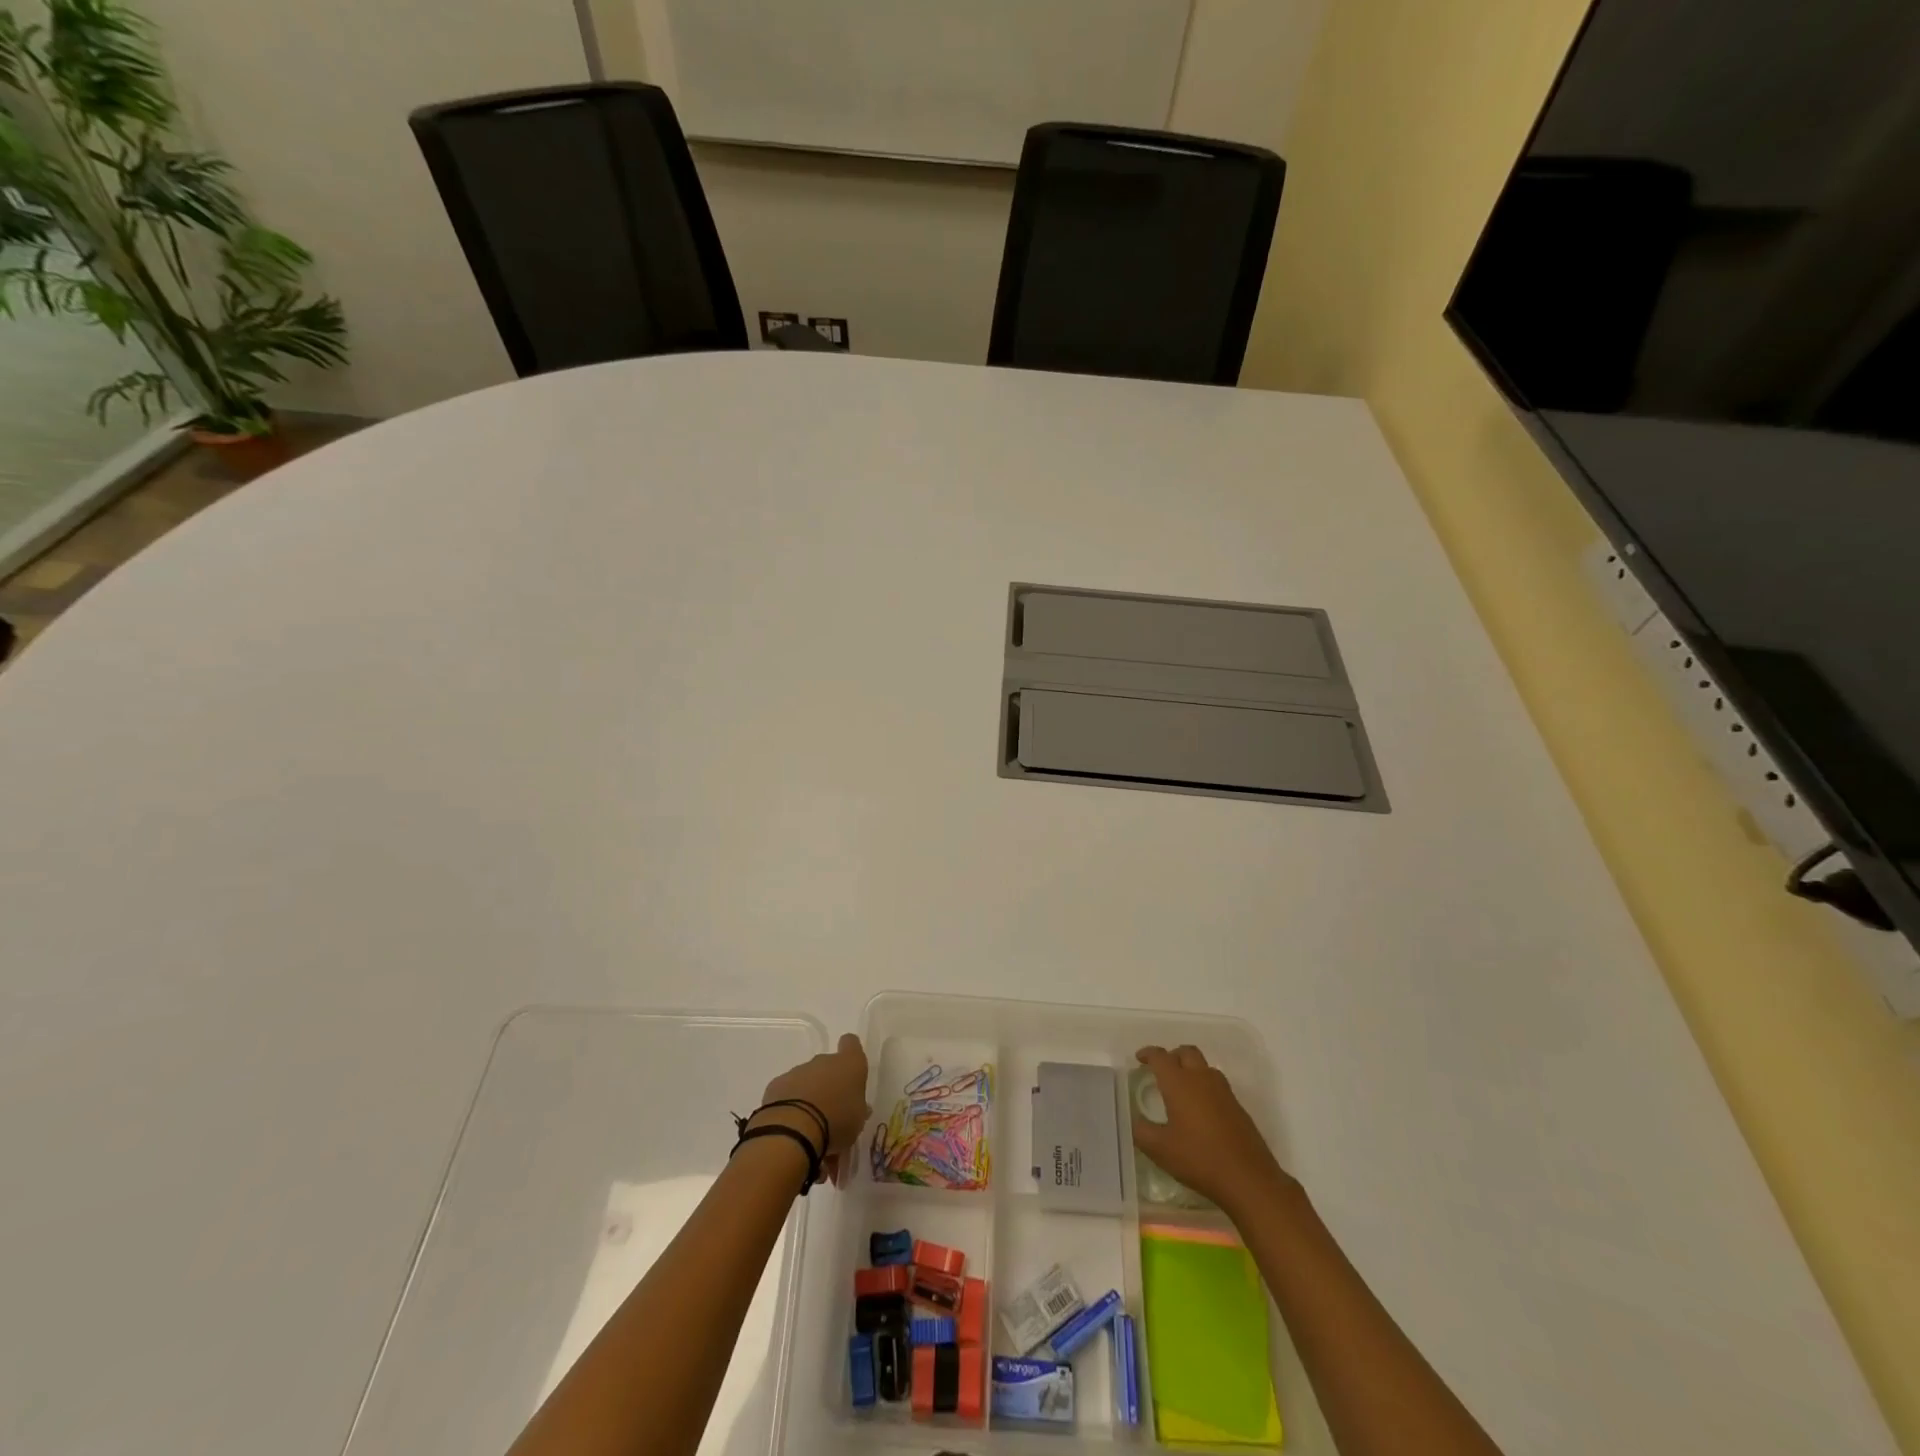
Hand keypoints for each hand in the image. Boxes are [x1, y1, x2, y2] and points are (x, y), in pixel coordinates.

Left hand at [751, 1033, 870, 1186]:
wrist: (793, 1129)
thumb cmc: (836, 1121)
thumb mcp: (858, 1120)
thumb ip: (857, 1109)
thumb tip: (856, 1106)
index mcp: (849, 1064)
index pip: (851, 1044)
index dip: (850, 1053)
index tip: (849, 1070)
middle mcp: (823, 1061)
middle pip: (827, 1066)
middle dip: (828, 1085)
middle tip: (830, 1114)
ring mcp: (798, 1071)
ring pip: (806, 1081)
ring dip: (809, 1098)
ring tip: (810, 1128)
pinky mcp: (776, 1085)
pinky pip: (787, 1093)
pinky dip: (790, 1107)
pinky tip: (792, 1129)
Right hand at [1132, 1045, 1294, 1215]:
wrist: (1248, 1178)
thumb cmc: (1199, 1159)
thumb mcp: (1160, 1150)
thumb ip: (1142, 1132)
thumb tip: (1135, 1121)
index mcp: (1179, 1083)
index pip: (1161, 1057)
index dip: (1148, 1053)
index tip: (1139, 1059)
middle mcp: (1202, 1079)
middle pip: (1186, 1052)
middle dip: (1172, 1056)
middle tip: (1161, 1070)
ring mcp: (1223, 1092)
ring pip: (1204, 1067)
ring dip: (1191, 1069)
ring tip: (1181, 1089)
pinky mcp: (1238, 1107)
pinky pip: (1217, 1085)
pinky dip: (1205, 1087)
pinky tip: (1201, 1111)